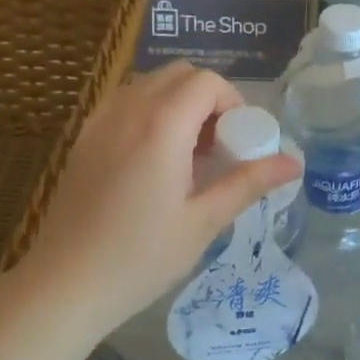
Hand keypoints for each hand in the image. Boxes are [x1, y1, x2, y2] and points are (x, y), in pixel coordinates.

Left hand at [18, 62, 300, 340]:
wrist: (64, 284)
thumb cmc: (140, 257)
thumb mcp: (203, 222)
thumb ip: (248, 183)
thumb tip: (294, 163)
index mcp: (161, 125)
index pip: (206, 82)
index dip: (232, 102)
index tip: (239, 140)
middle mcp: (129, 109)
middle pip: (178, 74)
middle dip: (207, 98)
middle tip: (217, 146)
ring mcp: (100, 121)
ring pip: (149, 84)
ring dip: (177, 103)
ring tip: (187, 153)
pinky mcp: (84, 138)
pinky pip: (124, 102)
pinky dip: (149, 112)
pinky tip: (152, 160)